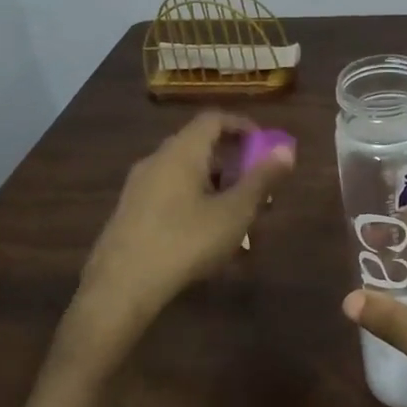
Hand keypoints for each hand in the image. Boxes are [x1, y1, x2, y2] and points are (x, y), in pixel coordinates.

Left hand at [65, 112, 295, 373]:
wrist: (120, 287)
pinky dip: (194, 201)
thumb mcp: (234, 213)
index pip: (214, 119)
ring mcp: (138, 186)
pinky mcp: (129, 213)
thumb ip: (261, 179)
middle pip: (199, 146)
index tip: (265, 145)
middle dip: (233, 162)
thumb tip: (286, 149)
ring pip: (185, 173)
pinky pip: (169, 194)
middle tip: (257, 187)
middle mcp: (156, 160)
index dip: (243, 126)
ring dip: (215, 186)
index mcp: (182, 151)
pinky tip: (206, 236)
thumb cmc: (185, 242)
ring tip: (236, 217)